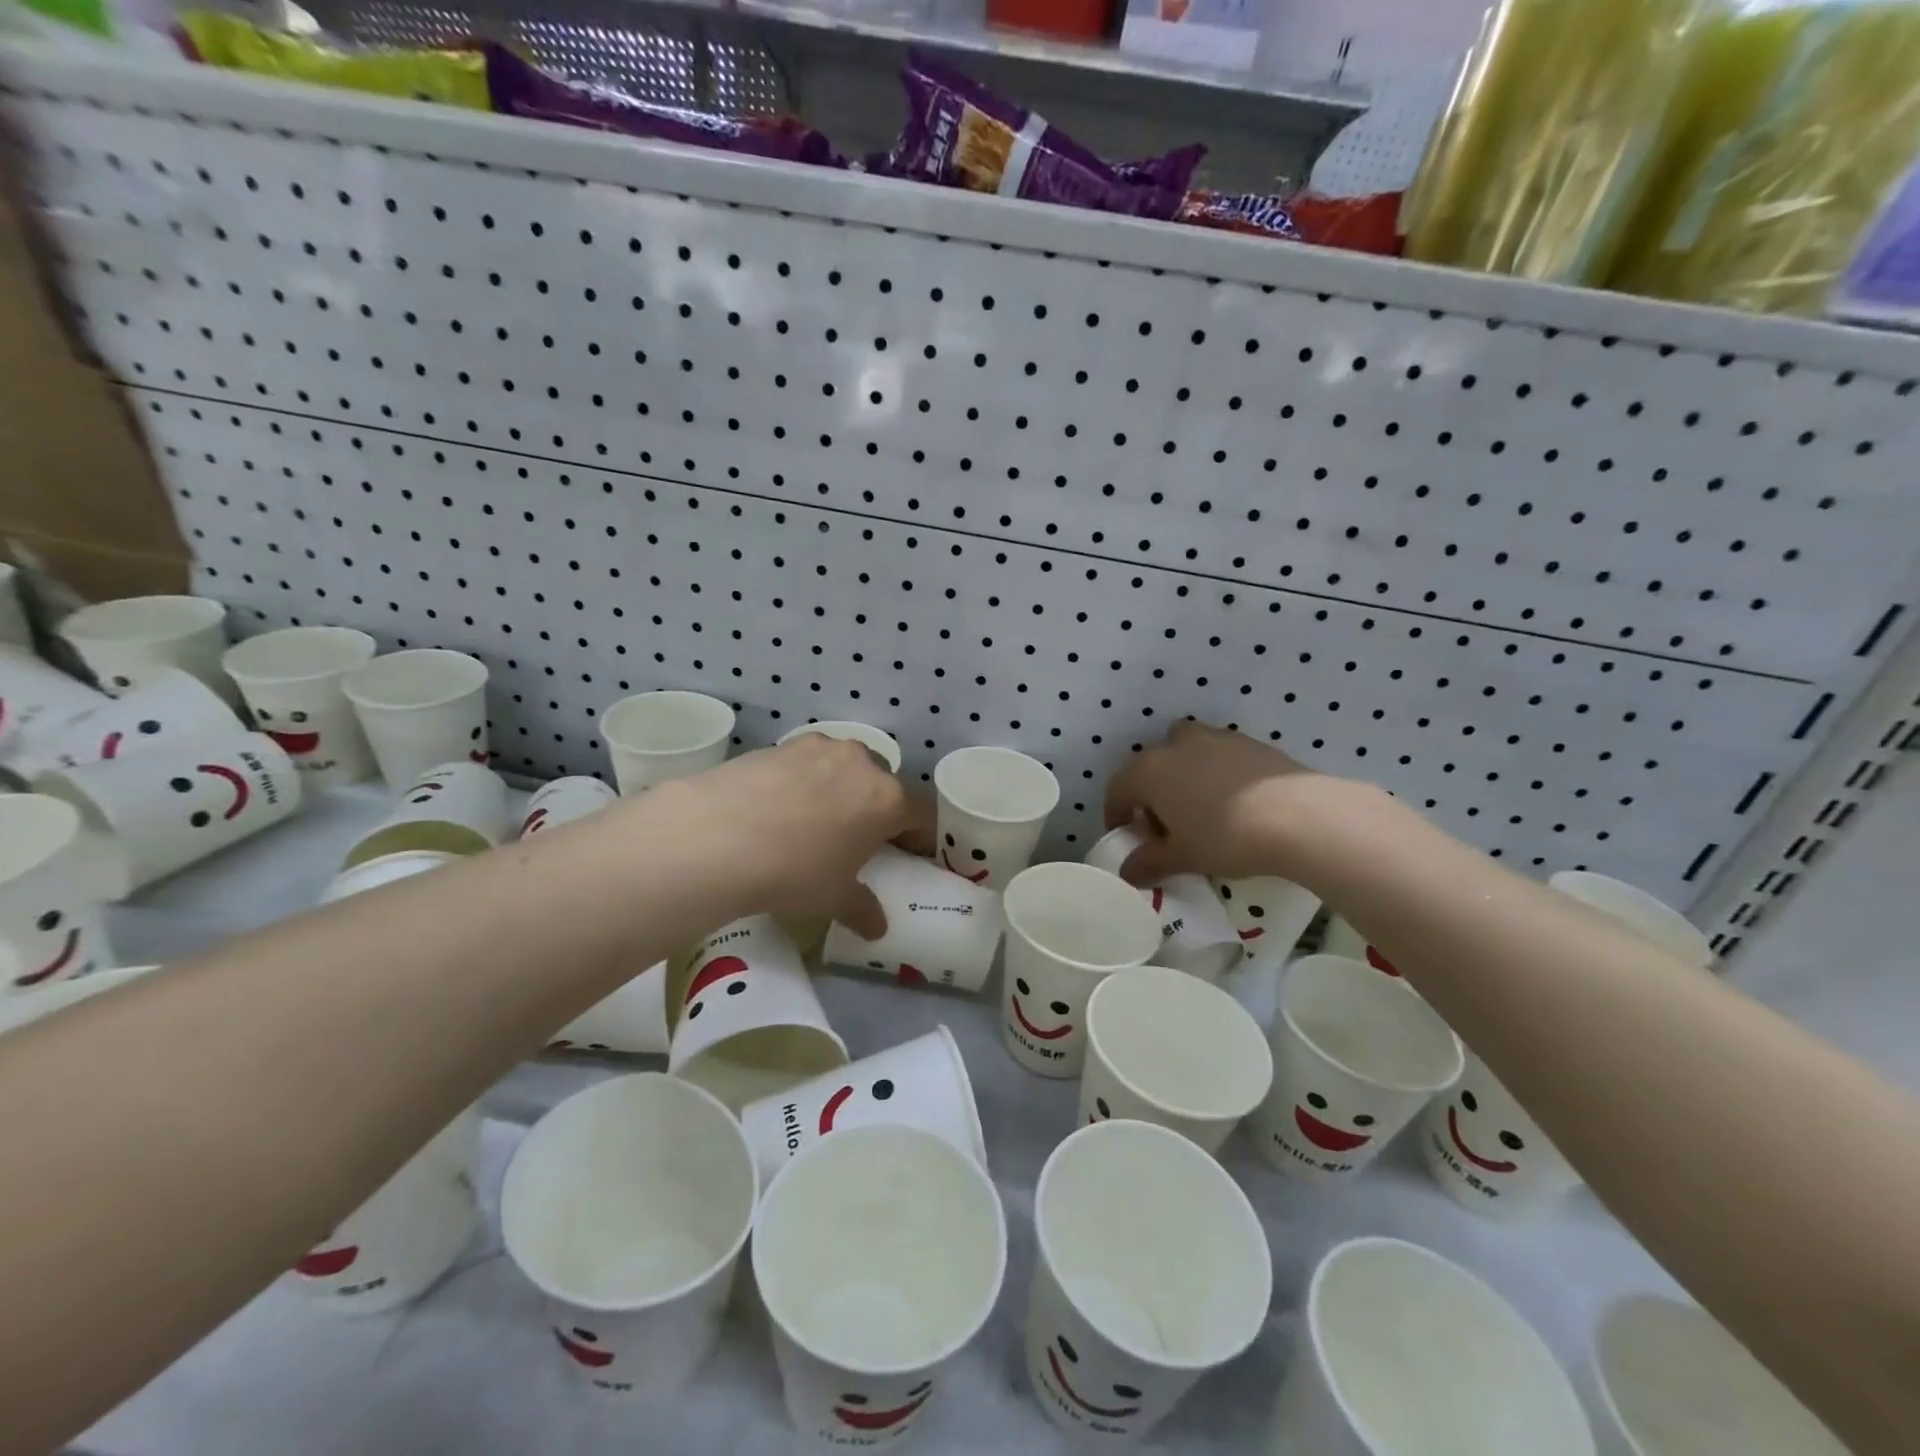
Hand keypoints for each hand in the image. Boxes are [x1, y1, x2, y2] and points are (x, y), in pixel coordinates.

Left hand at [672, 735, 911, 937]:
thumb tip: (877, 927)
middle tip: (859, 837)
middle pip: (883, 783)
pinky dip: (803, 781)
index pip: (921, 813)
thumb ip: (862, 908)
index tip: (910, 854)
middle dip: (878, 807)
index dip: (920, 835)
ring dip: (840, 788)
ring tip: (815, 819)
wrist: (716, 837)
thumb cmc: (795, 871)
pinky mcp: (781, 744)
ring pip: (844, 766)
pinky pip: (807, 762)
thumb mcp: (834, 898)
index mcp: (887, 799)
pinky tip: (779, 807)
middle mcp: (861, 763)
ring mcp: (819, 748)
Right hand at [1103, 720, 1330, 883]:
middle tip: (1166, 824)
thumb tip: (1128, 872)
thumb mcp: (1184, 857)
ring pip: (1188, 750)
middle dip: (1152, 791)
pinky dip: (1219, 772)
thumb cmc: (1225, 837)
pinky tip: (1236, 801)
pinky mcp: (1252, 744)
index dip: (1116, 813)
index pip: (1118, 788)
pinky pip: (1222, 755)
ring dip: (1185, 773)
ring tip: (1202, 807)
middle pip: (1153, 764)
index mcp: (1150, 771)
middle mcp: (1177, 746)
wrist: (1298, 816)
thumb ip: (1150, 862)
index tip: (1125, 835)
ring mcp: (1217, 739)